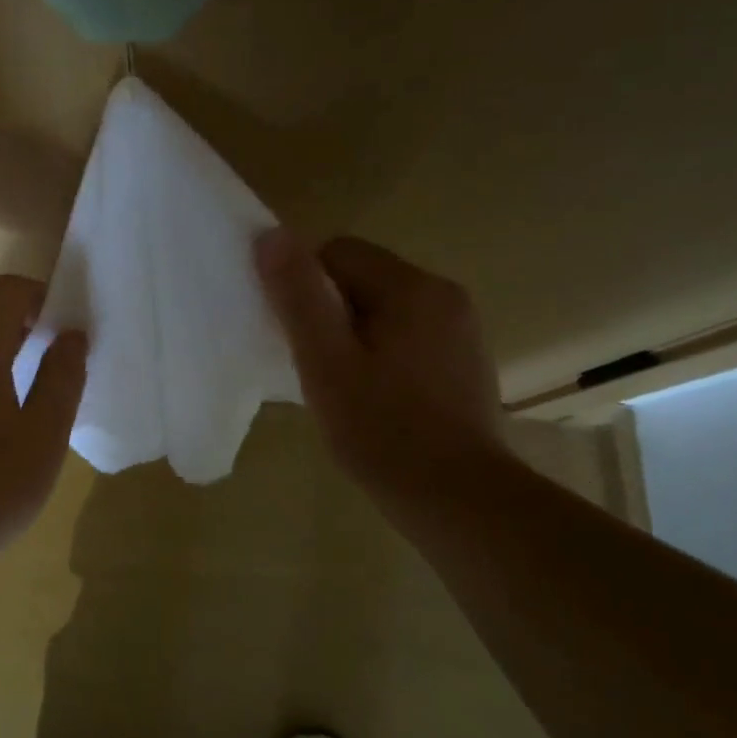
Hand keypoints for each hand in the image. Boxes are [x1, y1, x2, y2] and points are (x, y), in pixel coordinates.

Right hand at [254, 230, 507, 511]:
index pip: (337, 253)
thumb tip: (270, 236)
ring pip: (384, 310)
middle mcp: (445, 296)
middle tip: (319, 368)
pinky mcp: (466, 363)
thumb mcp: (325, 362)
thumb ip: (298, 296)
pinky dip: (384, 356)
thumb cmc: (383, 430)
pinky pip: (408, 337)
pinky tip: (378, 400)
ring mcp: (462, 331)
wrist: (460, 502)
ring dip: (355, 336)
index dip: (306, 288)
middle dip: (331, 314)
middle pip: (363, 279)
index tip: (299, 339)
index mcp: (413, 287)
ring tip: (345, 388)